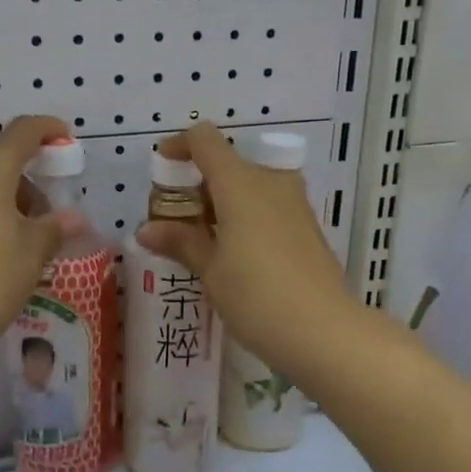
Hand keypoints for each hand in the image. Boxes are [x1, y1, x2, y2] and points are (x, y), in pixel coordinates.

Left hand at [0, 116, 79, 368]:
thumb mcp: (31, 255)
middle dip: (29, 187)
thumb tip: (73, 218)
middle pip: (0, 165)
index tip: (66, 139)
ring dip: (6, 209)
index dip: (47, 130)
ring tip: (21, 252)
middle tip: (48, 226)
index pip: (22, 132)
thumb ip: (54, 229)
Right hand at [136, 123, 362, 376]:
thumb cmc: (257, 295)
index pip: (205, 140)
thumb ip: (180, 242)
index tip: (162, 170)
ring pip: (248, 186)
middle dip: (197, 185)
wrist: (325, 331)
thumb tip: (146, 230)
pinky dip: (244, 216)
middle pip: (226, 163)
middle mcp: (269, 182)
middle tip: (176, 222)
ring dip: (221, 203)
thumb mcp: (210, 270)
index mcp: (240, 182)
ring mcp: (293, 203)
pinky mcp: (307, 226)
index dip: (179, 146)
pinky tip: (233, 255)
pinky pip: (267, 206)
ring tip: (201, 242)